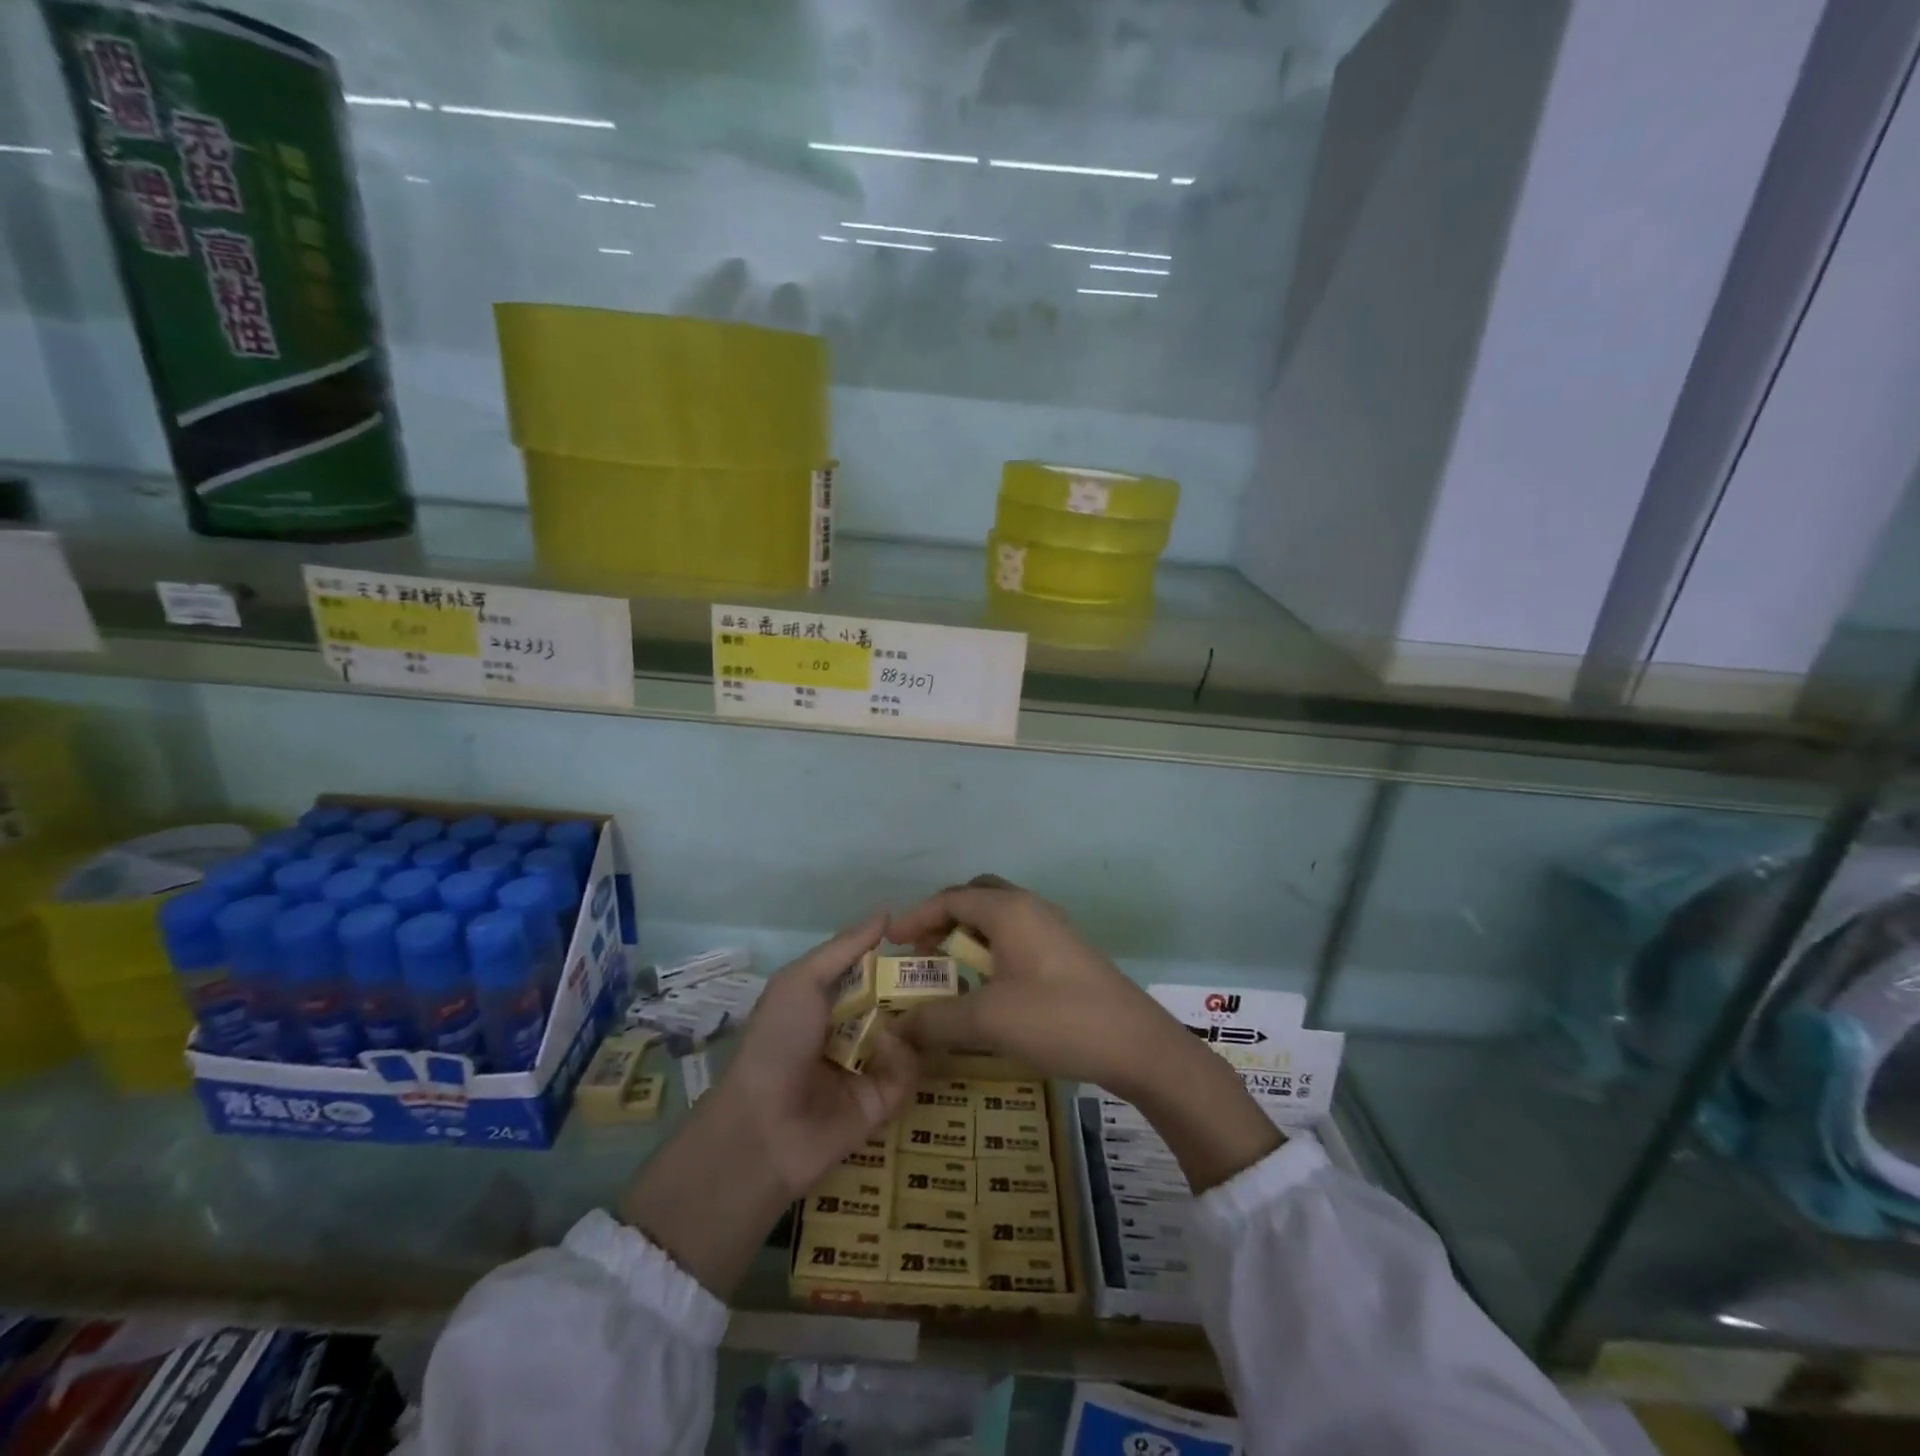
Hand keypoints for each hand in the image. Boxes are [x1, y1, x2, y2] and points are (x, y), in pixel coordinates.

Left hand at [715, 913, 919, 1195]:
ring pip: (912, 1031)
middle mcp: (853, 1027)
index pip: (874, 968)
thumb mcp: (801, 981)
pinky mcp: (884, 1100)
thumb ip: (845, 947)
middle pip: (898, 998)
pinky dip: (905, 1057)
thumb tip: (886, 912)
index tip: (929, 935)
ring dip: (919, 1017)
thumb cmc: (777, 1040)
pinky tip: (891, 1051)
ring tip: (938, 1001)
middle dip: (921, 983)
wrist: (763, 1127)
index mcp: (829, 998)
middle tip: (952, 967)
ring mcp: (870, 1064)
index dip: (898, 953)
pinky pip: (909, 1069)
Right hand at [886, 876, 1185, 1098]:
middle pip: (976, 897)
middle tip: (921, 951)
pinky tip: (988, 985)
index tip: (889, 941)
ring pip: (999, 917)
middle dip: (943, 919)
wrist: (1135, 1043)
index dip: (916, 916)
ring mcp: (1053, 927)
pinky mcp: (1066, 951)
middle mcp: (1030, 908)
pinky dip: (991, 948)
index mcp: (1009, 910)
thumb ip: (936, 1020)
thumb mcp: (987, 1021)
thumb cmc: (1056, 1019)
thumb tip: (895, 1030)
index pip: (950, 898)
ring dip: (968, 935)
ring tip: (948, 970)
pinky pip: (1017, 935)